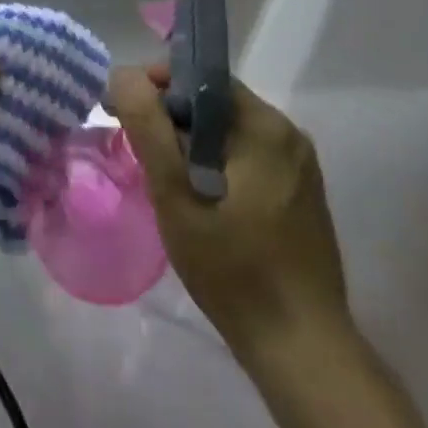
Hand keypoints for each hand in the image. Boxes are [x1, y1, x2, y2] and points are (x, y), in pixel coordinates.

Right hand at [108, 65, 348, 350]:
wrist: (304, 352)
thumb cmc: (234, 271)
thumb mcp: (176, 197)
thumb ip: (148, 129)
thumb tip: (124, 75)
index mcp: (265, 126)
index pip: (201, 79)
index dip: (158, 86)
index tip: (125, 111)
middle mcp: (289, 134)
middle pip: (216, 104)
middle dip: (172, 116)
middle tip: (137, 147)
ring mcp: (300, 165)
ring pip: (230, 132)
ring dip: (192, 141)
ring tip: (161, 174)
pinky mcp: (302, 193)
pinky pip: (249, 156)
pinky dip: (217, 162)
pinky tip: (198, 196)